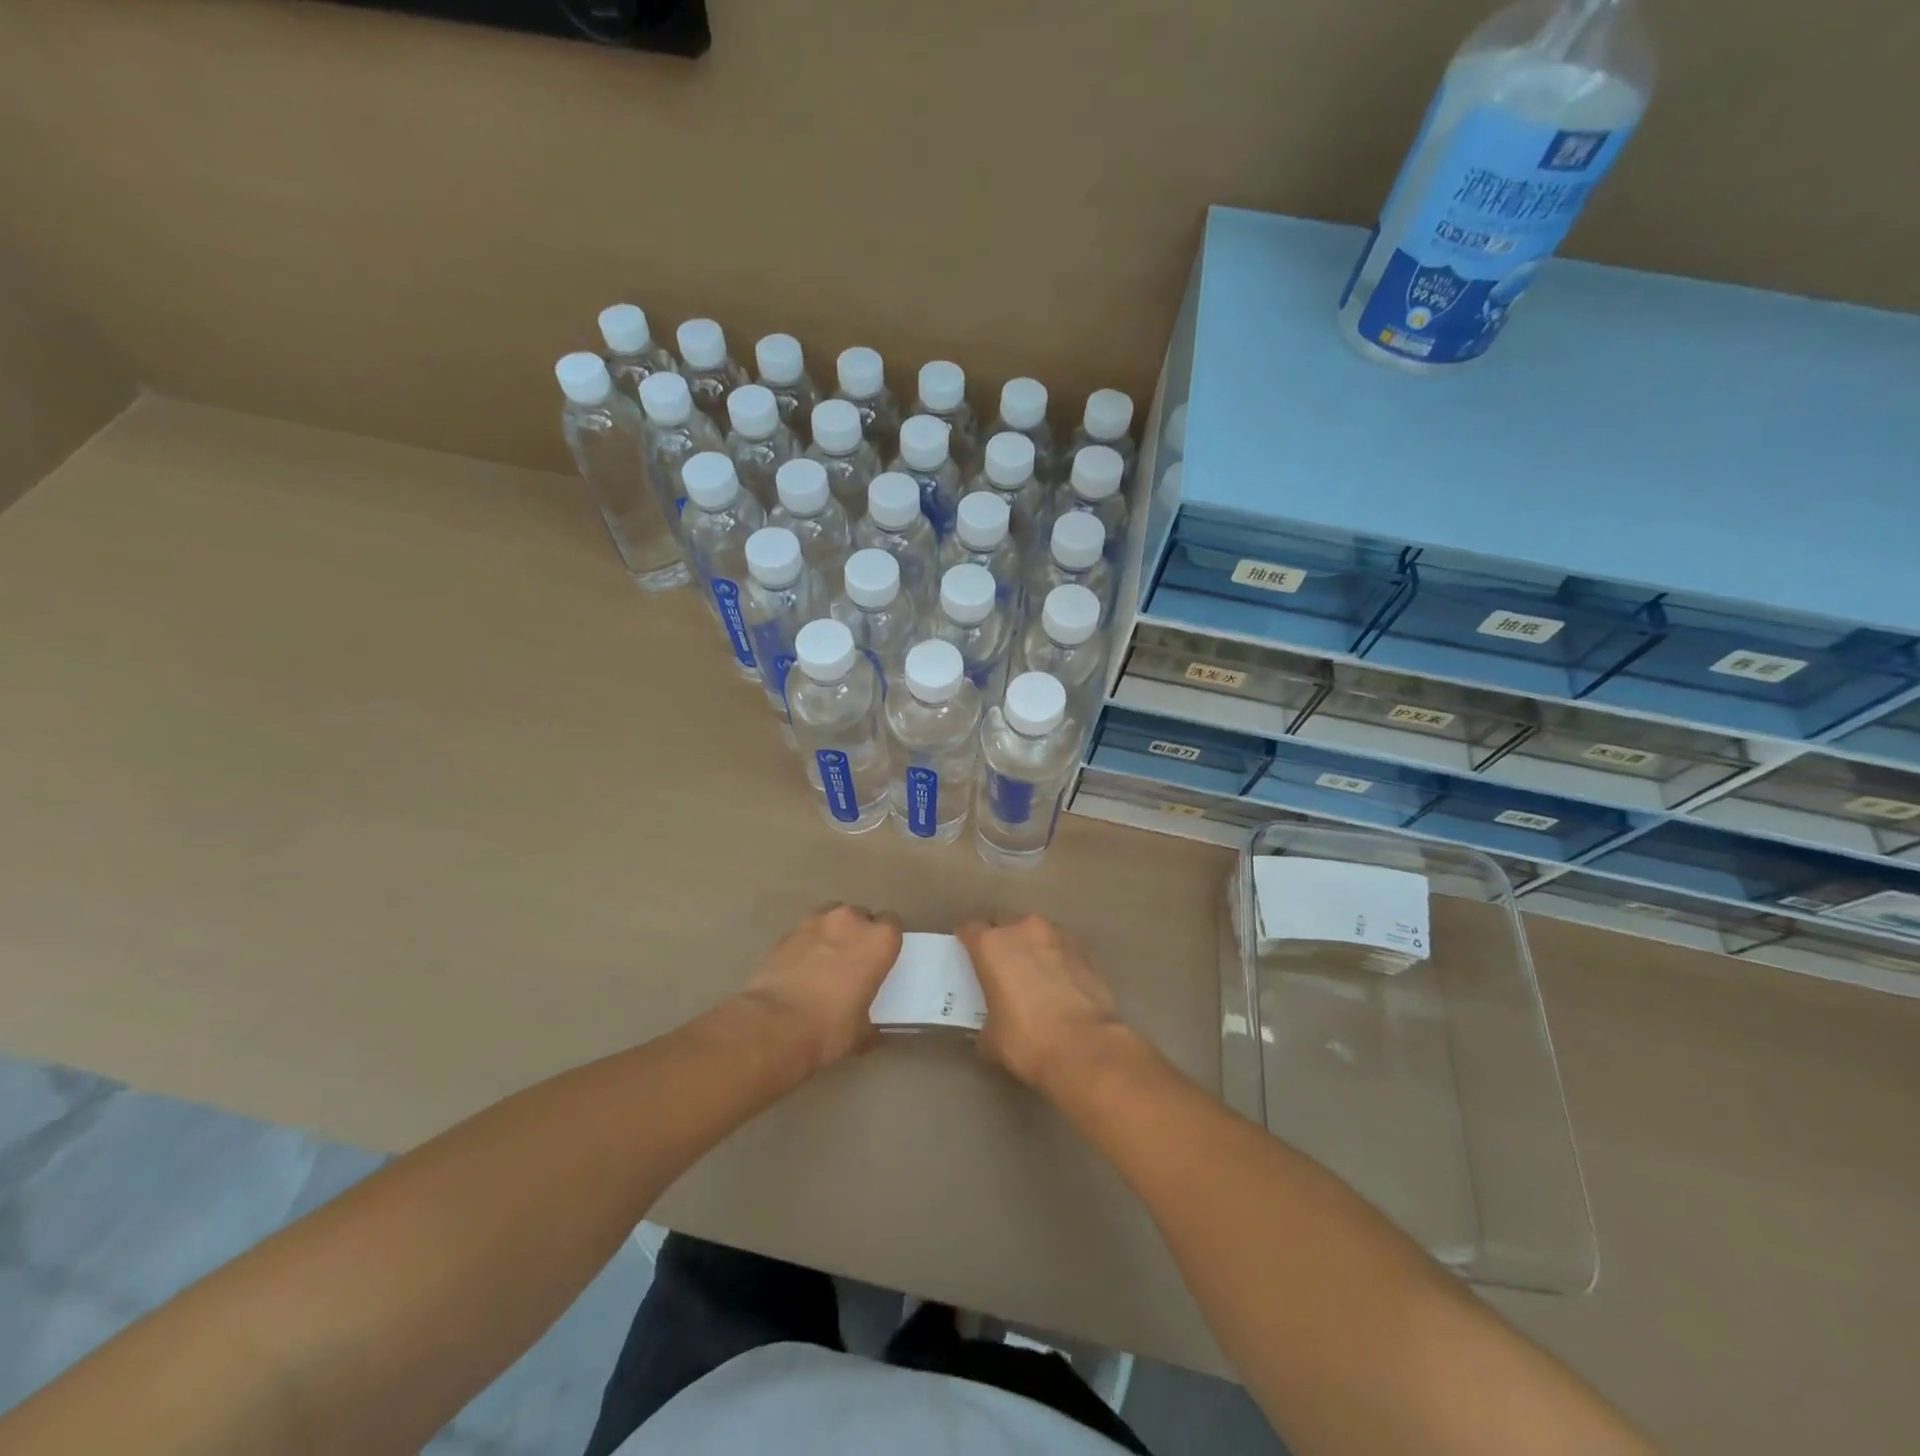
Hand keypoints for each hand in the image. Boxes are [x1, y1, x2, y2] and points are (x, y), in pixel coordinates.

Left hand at [740, 903, 902, 1073]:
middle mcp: (850, 920)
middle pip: (860, 916)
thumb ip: (869, 1015)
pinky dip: (807, 944)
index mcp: (879, 940)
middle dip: (858, 934)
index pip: (892, 924)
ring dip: (832, 933)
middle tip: (852, 963)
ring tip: (825, 961)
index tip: (880, 960)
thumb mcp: (863, 1031)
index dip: (885, 942)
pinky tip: (801, 969)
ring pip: (831, 917)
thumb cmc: (830, 1028)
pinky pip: (805, 932)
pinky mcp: (786, 933)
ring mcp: (815, 922)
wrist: (774, 1025)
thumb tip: (866, 1024)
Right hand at [956, 915, 1128, 1095]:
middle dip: (999, 939)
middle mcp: (1023, 929)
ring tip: (1033, 973)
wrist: (1086, 1047)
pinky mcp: (1084, 948)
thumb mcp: (991, 1039)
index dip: (965, 941)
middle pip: (1003, 923)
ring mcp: (1057, 935)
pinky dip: (1055, 957)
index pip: (969, 928)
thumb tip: (987, 1030)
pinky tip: (1059, 981)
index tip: (966, 955)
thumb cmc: (1028, 1040)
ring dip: (1029, 946)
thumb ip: (984, 1023)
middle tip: (999, 966)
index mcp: (991, 945)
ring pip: (1034, 931)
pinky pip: (1060, 945)